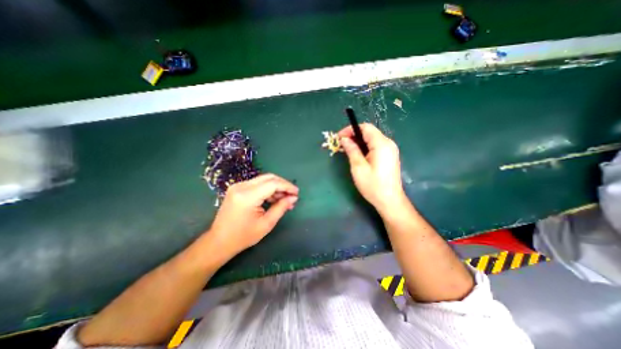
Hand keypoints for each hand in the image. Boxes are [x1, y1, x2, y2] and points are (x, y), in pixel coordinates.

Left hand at [207, 173, 298, 255]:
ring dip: (276, 187)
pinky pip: (257, 184)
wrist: (219, 241)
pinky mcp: (237, 188)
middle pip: (269, 178)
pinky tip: (274, 199)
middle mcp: (241, 186)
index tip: (297, 193)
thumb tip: (293, 197)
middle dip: (283, 185)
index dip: (287, 186)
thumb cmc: (243, 236)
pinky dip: (268, 189)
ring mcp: (238, 186)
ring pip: (263, 180)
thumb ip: (281, 207)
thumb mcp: (266, 224)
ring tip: (285, 199)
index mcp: (247, 196)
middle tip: (292, 195)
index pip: (273, 183)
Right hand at [337, 124, 404, 212]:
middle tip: (342, 144)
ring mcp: (391, 150)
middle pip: (369, 132)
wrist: (389, 200)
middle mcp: (388, 143)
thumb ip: (352, 150)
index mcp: (381, 144)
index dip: (351, 129)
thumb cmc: (373, 185)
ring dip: (359, 141)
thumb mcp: (358, 167)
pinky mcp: (390, 156)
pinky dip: (365, 147)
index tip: (339, 137)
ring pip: (372, 139)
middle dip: (354, 135)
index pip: (366, 127)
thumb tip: (344, 139)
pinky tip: (358, 155)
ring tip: (348, 149)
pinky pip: (376, 146)